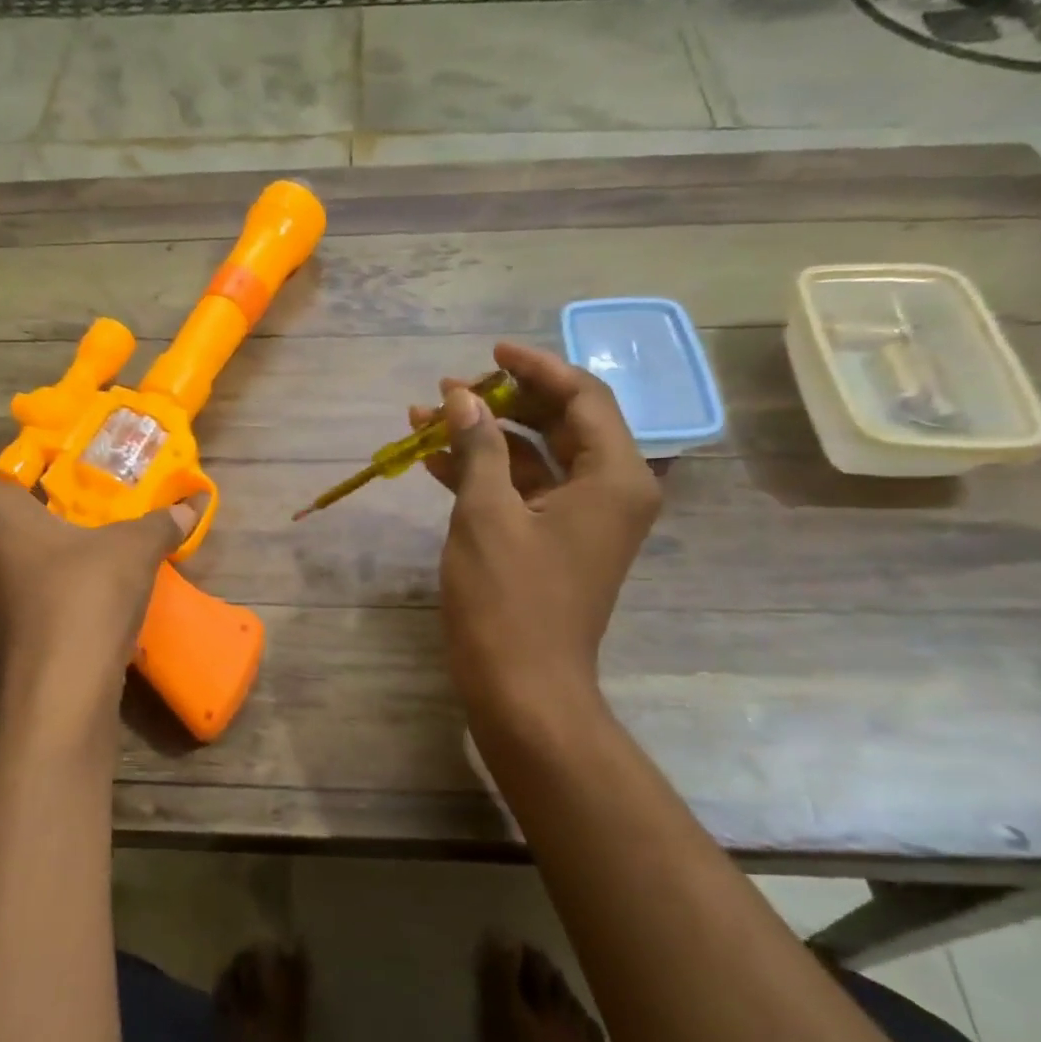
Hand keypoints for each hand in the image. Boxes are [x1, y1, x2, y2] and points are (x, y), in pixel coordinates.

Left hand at [0, 465, 196, 694]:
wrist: (64, 688)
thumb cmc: (85, 594)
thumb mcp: (134, 549)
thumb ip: (159, 523)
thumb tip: (190, 504)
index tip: (25, 478)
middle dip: (25, 516)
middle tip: (70, 512)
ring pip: (4, 566)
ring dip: (38, 559)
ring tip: (86, 555)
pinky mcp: (3, 640)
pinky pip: (21, 601)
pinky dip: (46, 596)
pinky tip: (89, 600)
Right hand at [411, 343, 660, 764]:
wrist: (522, 689)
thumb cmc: (509, 600)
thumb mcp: (486, 513)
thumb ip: (479, 446)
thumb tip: (462, 396)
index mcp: (614, 477)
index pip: (582, 397)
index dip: (535, 368)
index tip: (490, 352)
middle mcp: (609, 491)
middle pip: (560, 424)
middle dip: (502, 402)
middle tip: (449, 388)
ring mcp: (580, 520)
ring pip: (534, 458)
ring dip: (484, 437)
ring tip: (426, 415)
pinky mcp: (552, 543)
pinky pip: (522, 492)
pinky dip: (484, 474)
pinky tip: (433, 458)